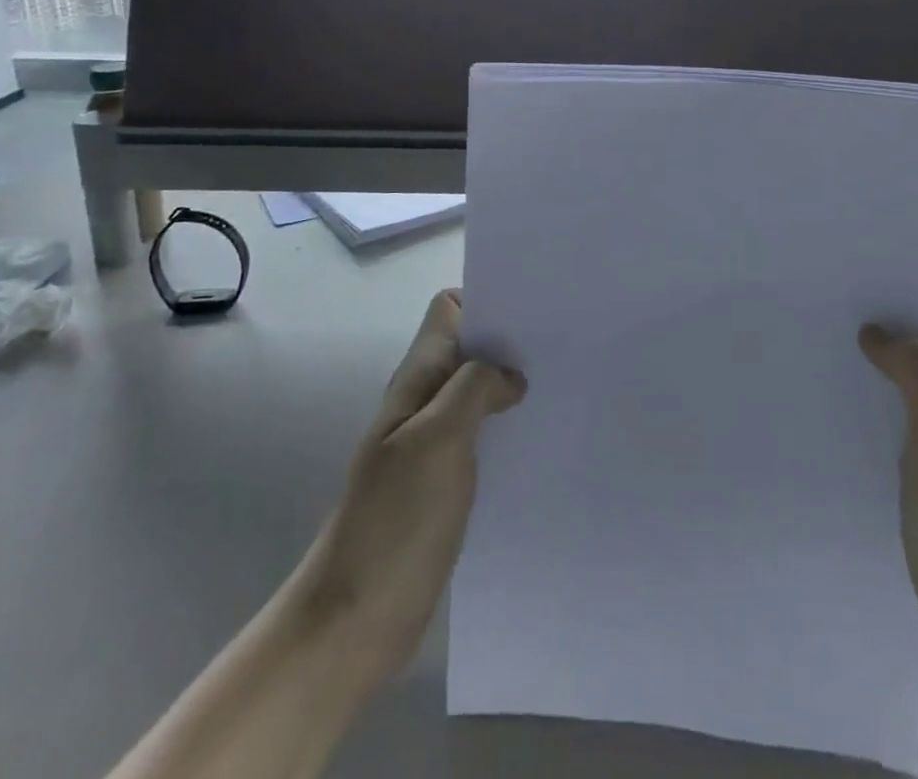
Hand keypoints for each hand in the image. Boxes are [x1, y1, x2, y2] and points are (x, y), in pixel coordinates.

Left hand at [305, 290, 523, 674]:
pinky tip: (540, 440)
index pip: (448, 310)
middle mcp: (425, 401)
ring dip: (512, 386)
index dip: (485, 299)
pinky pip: (483, 436)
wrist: (356, 619)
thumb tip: (511, 373)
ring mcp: (434, 442)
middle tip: (561, 349)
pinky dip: (508, 428)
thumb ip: (474, 389)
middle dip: (510, 342)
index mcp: (417, 379)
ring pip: (479, 392)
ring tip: (561, 389)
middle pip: (469, 349)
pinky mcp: (445, 482)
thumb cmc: (396, 520)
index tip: (532, 309)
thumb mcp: (437, 440)